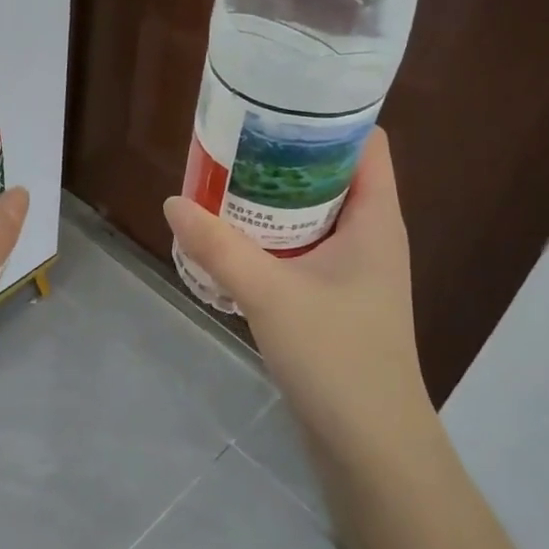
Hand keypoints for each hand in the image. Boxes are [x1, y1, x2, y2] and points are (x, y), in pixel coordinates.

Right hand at [164, 130, 430, 464]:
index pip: (367, 143)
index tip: (277, 102)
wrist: (370, 446)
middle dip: (285, 155)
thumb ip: (218, 247)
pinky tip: (233, 240)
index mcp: (376, 220)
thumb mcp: (270, 294)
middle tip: (234, 140)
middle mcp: (371, 237)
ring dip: (274, 199)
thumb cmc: (337, 358)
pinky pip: (304, 250)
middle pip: (333, 174)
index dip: (329, 115)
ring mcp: (355, 271)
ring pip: (314, 215)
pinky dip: (273, 237)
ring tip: (224, 181)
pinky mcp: (337, 300)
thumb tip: (172, 201)